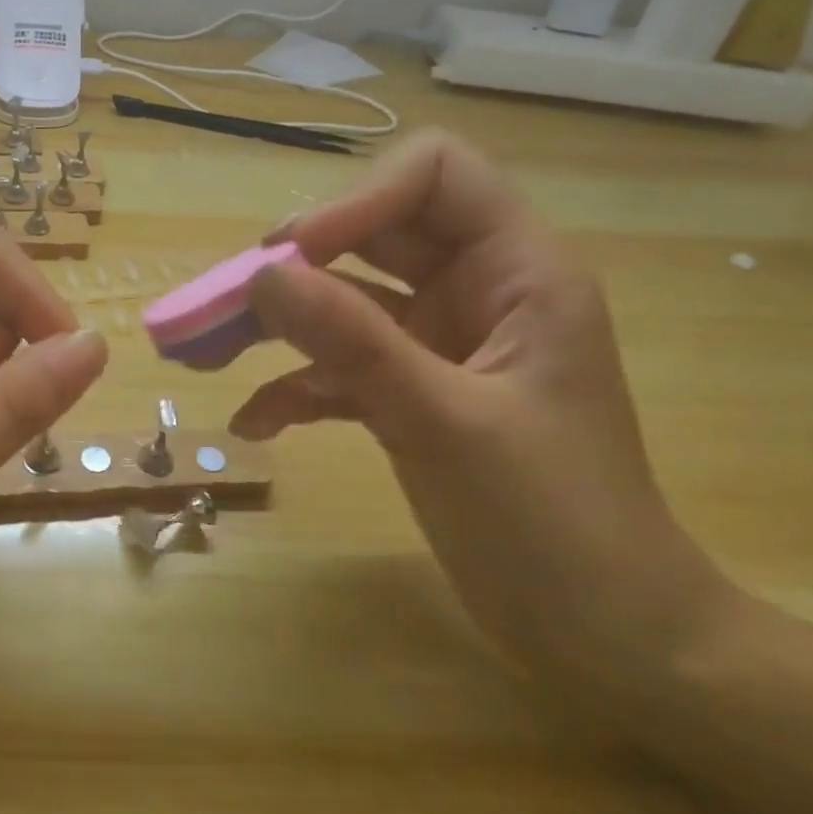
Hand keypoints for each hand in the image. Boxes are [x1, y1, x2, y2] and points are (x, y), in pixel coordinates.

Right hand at [231, 130, 736, 685]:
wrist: (605, 637)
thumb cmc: (554, 525)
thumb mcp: (446, 423)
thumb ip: (353, 342)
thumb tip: (261, 276)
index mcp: (516, 272)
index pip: (432, 176)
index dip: (359, 200)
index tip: (294, 257)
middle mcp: (474, 291)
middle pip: (369, 234)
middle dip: (292, 266)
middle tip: (225, 305)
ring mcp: (437, 343)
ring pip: (341, 300)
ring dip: (275, 324)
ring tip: (207, 353)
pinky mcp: (409, 392)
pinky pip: (338, 364)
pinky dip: (295, 386)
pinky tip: (256, 422)